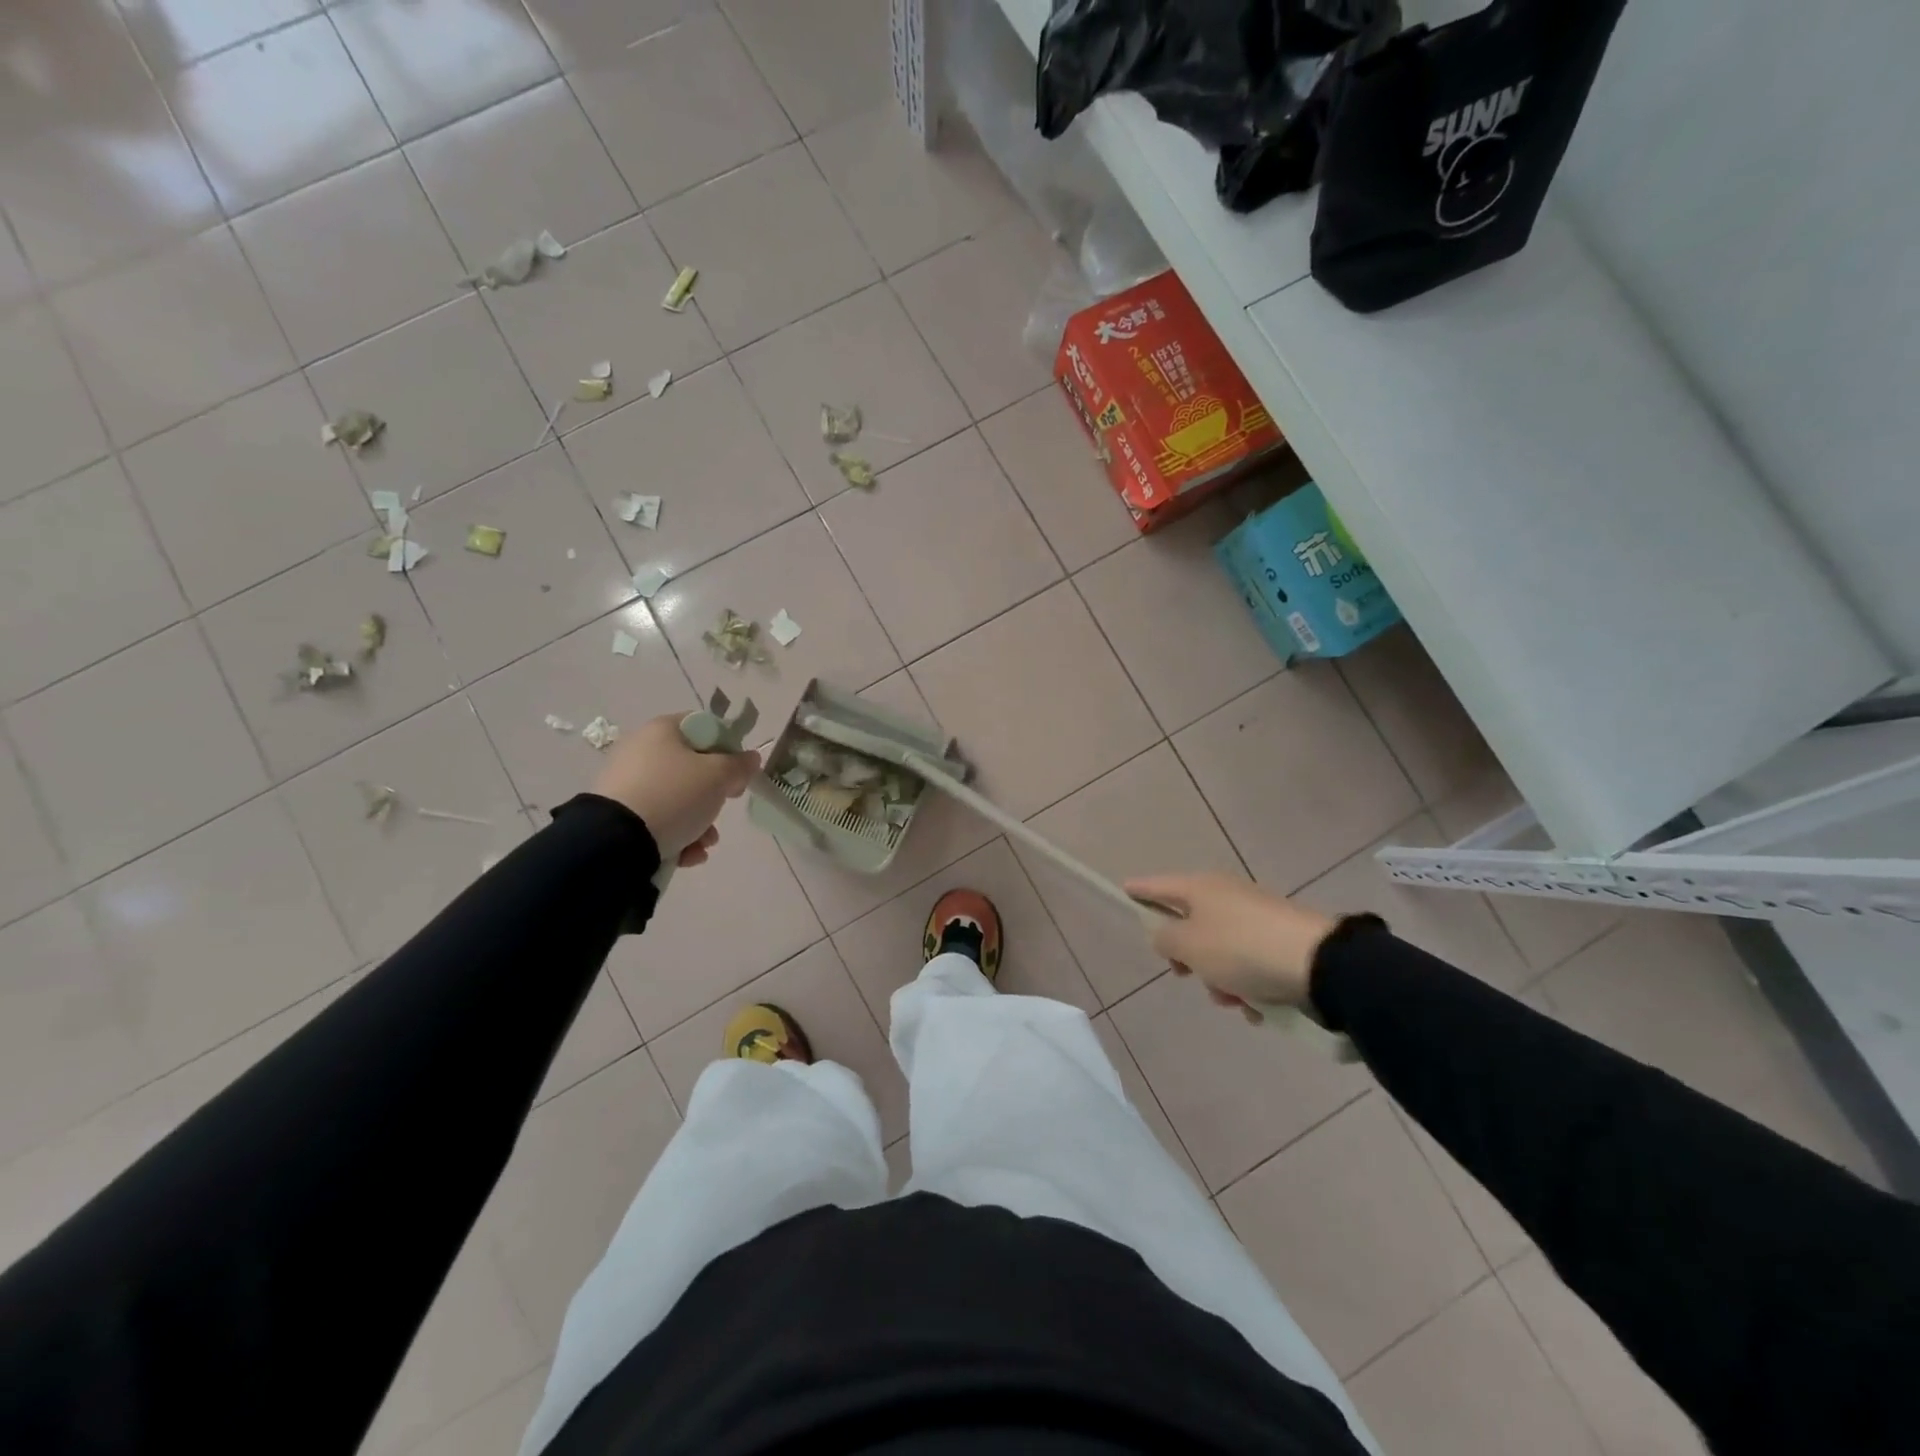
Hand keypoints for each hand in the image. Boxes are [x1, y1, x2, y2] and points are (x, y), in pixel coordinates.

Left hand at [591, 714, 760, 868]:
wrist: (616, 840)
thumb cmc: (674, 795)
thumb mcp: (718, 776)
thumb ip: (740, 765)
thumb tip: (750, 758)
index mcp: (662, 730)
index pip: (704, 728)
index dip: (728, 749)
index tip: (737, 773)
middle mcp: (641, 750)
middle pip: (692, 768)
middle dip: (713, 795)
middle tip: (723, 807)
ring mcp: (627, 783)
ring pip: (677, 799)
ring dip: (699, 823)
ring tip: (705, 843)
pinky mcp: (619, 814)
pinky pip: (658, 820)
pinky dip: (677, 836)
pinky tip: (687, 854)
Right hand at [1124, 873, 1336, 1022]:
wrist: (1321, 965)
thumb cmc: (1241, 949)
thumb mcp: (1190, 946)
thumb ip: (1165, 939)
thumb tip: (1164, 934)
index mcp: (1201, 888)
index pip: (1159, 886)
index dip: (1139, 890)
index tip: (1124, 890)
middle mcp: (1227, 896)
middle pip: (1191, 924)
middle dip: (1188, 957)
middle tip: (1186, 975)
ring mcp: (1257, 918)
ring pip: (1221, 951)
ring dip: (1221, 979)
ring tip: (1235, 1000)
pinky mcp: (1282, 942)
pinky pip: (1251, 965)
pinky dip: (1249, 986)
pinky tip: (1259, 1007)